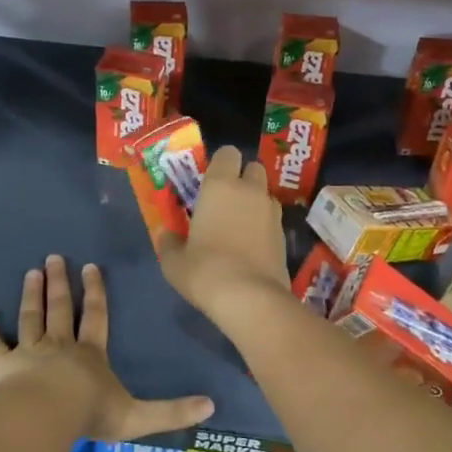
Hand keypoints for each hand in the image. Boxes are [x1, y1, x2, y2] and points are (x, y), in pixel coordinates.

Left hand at [0, 255, 213, 441]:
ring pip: (30, 317)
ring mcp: (28, 353)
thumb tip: (212, 406)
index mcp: (90, 354)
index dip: (96, 292)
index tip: (91, 267)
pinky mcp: (1, 365)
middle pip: (60, 309)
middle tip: (55, 257)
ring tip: (32, 272)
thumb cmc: (90, 414)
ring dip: (32, 295)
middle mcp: (59, 346)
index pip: (96, 316)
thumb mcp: (138, 416)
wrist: (44, 417)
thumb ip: (172, 411)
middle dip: (60, 284)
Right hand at [155, 146, 291, 329]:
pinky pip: (273, 220)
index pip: (227, 153)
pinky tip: (252, 247)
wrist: (249, 298)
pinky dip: (265, 226)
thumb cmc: (204, 270)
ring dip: (256, 202)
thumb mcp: (174, 261)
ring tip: (240, 225)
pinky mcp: (285, 236)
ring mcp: (272, 212)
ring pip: (266, 194)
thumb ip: (169, 242)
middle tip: (226, 200)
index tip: (210, 181)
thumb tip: (166, 234)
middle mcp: (250, 190)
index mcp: (220, 185)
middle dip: (243, 178)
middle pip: (254, 168)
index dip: (221, 163)